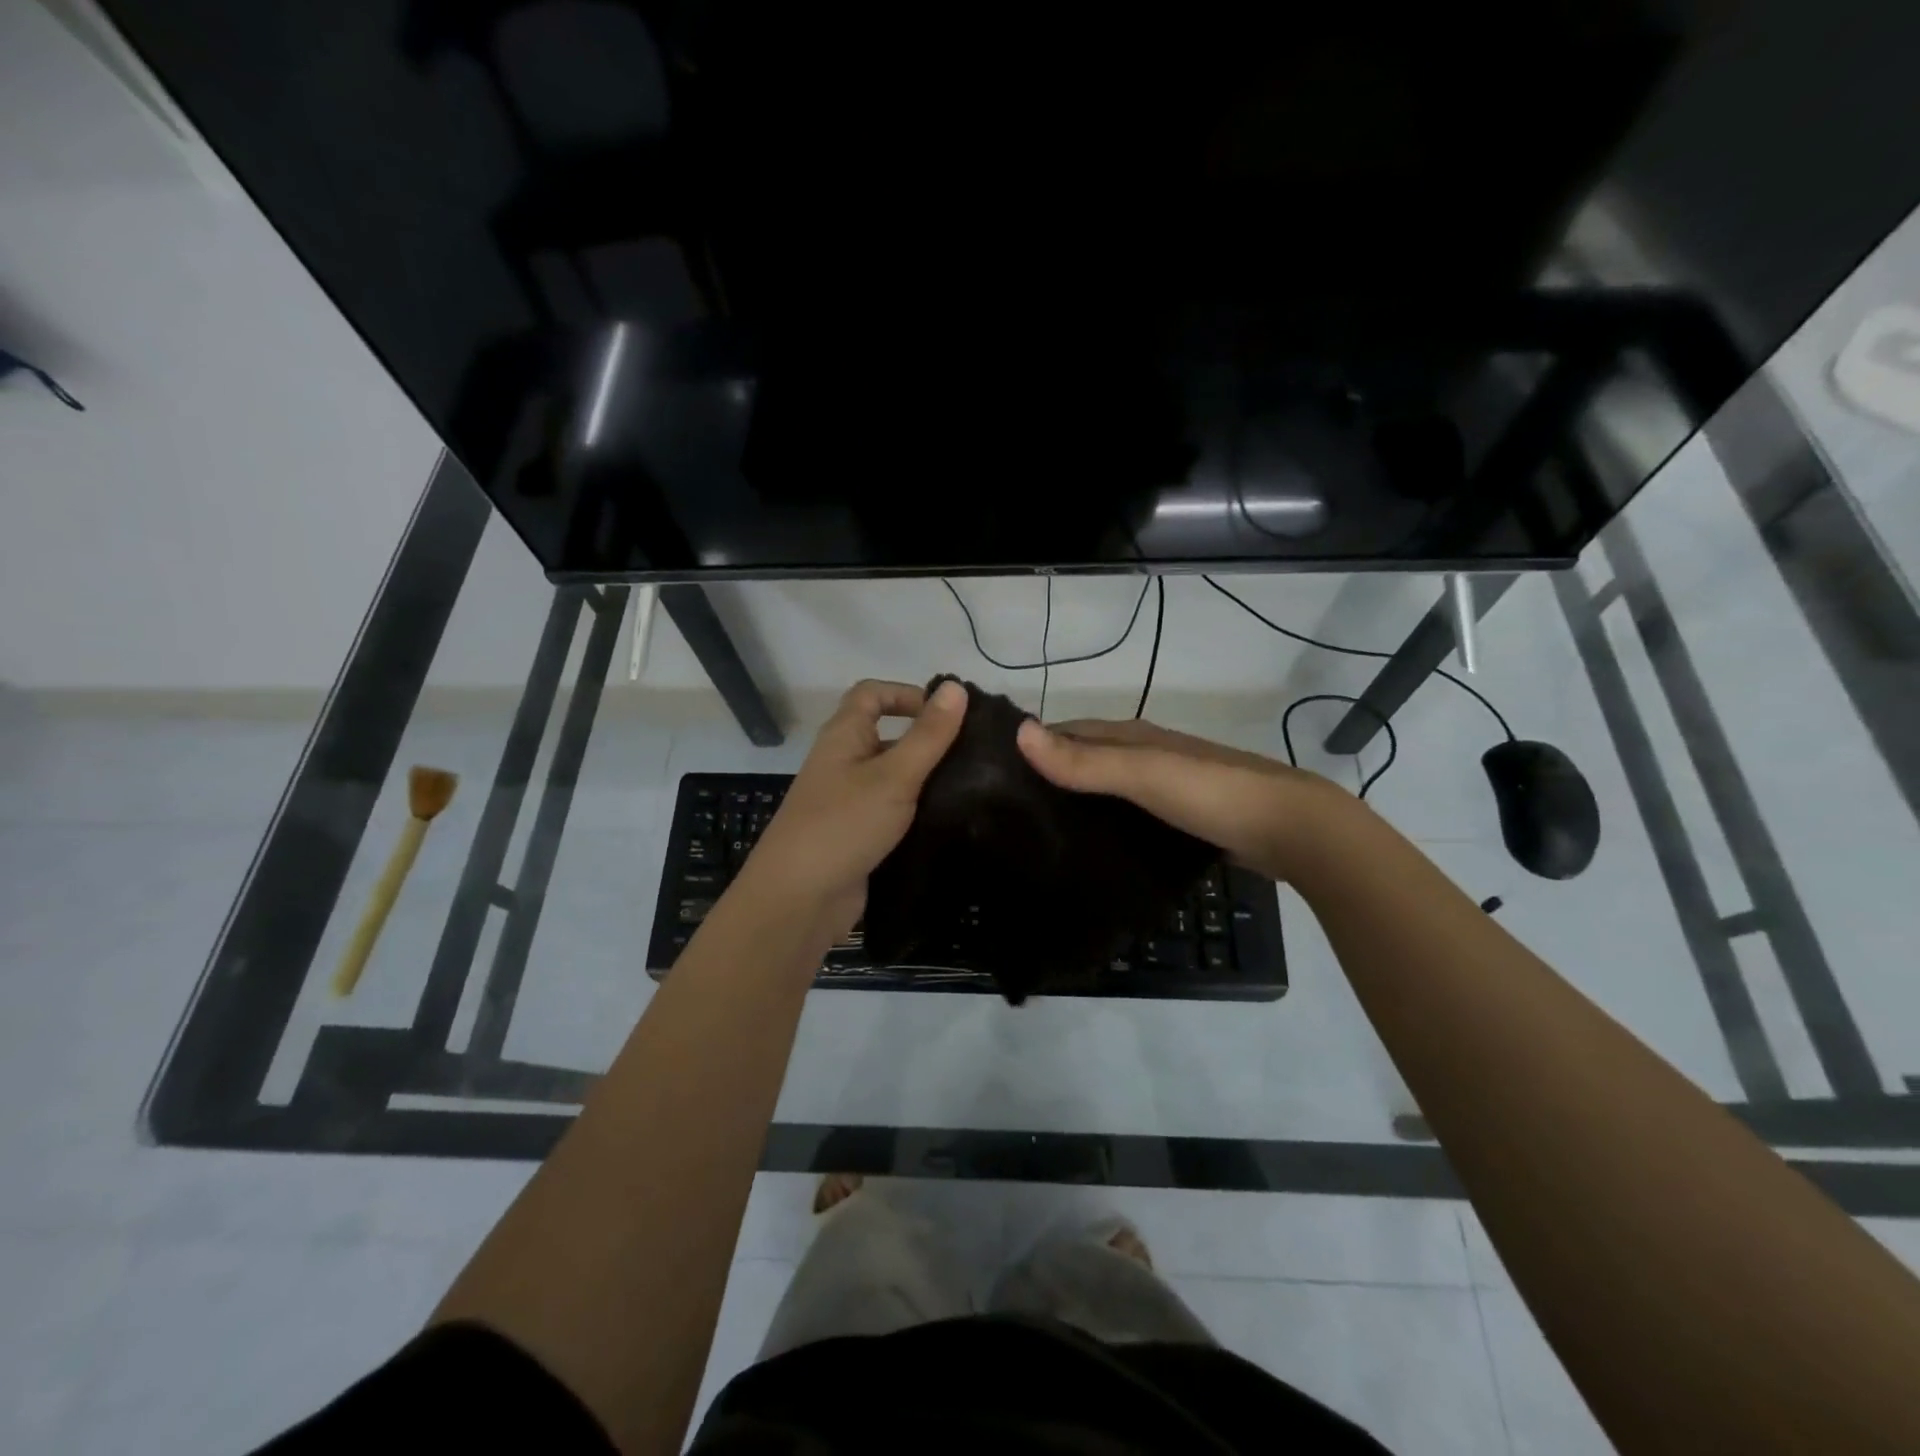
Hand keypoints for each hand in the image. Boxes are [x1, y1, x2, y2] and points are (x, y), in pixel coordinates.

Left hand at [734, 678, 967, 940]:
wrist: (799, 899)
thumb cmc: (843, 824)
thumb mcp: (893, 776)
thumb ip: (928, 735)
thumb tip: (956, 687)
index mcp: (844, 736)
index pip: (872, 694)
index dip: (907, 693)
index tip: (947, 713)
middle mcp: (844, 762)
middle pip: (887, 736)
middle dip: (927, 739)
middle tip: (974, 752)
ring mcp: (850, 802)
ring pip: (894, 777)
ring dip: (927, 778)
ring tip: (975, 786)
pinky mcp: (859, 836)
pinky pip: (893, 812)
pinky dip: (918, 811)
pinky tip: (953, 820)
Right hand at [1016, 716, 1353, 881]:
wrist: (1292, 829)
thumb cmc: (1212, 794)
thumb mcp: (1144, 774)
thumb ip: (1085, 761)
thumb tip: (1018, 733)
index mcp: (1133, 736)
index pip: (1068, 730)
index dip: (1032, 743)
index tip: (990, 770)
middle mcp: (1146, 754)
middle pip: (1086, 758)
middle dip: (1049, 774)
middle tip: (1005, 811)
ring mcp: (1165, 787)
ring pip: (1107, 789)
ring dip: (1076, 802)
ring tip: (1036, 833)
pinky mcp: (1179, 818)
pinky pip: (1128, 816)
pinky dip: (1105, 824)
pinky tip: (1089, 849)